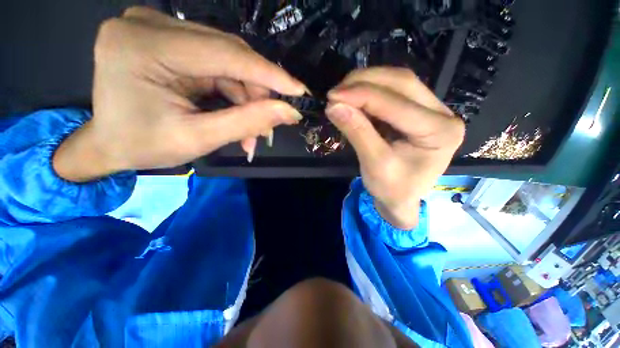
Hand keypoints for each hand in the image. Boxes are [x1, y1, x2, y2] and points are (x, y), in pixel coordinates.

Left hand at [53, 7, 305, 181]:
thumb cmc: (144, 146)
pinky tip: (239, 115)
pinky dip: (234, 92)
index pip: (226, 54)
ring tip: (254, 131)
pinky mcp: (168, 39)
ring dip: (247, 97)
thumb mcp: (199, 138)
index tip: (300, 91)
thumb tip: (289, 111)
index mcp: (144, 46)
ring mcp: (158, 28)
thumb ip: (247, 122)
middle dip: (258, 94)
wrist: (109, 143)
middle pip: (229, 55)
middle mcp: (149, 25)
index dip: (269, 75)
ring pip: (228, 61)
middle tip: (271, 124)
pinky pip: (217, 63)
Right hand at [325, 68, 464, 228]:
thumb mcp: (374, 164)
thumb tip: (333, 106)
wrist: (402, 199)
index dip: (362, 96)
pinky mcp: (419, 111)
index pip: (397, 104)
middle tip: (336, 92)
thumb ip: (357, 132)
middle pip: (402, 83)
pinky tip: (354, 98)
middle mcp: (443, 114)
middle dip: (364, 83)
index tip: (332, 97)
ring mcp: (433, 110)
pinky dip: (371, 92)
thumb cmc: (392, 189)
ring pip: (398, 82)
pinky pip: (394, 92)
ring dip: (367, 83)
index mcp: (441, 132)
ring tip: (342, 93)